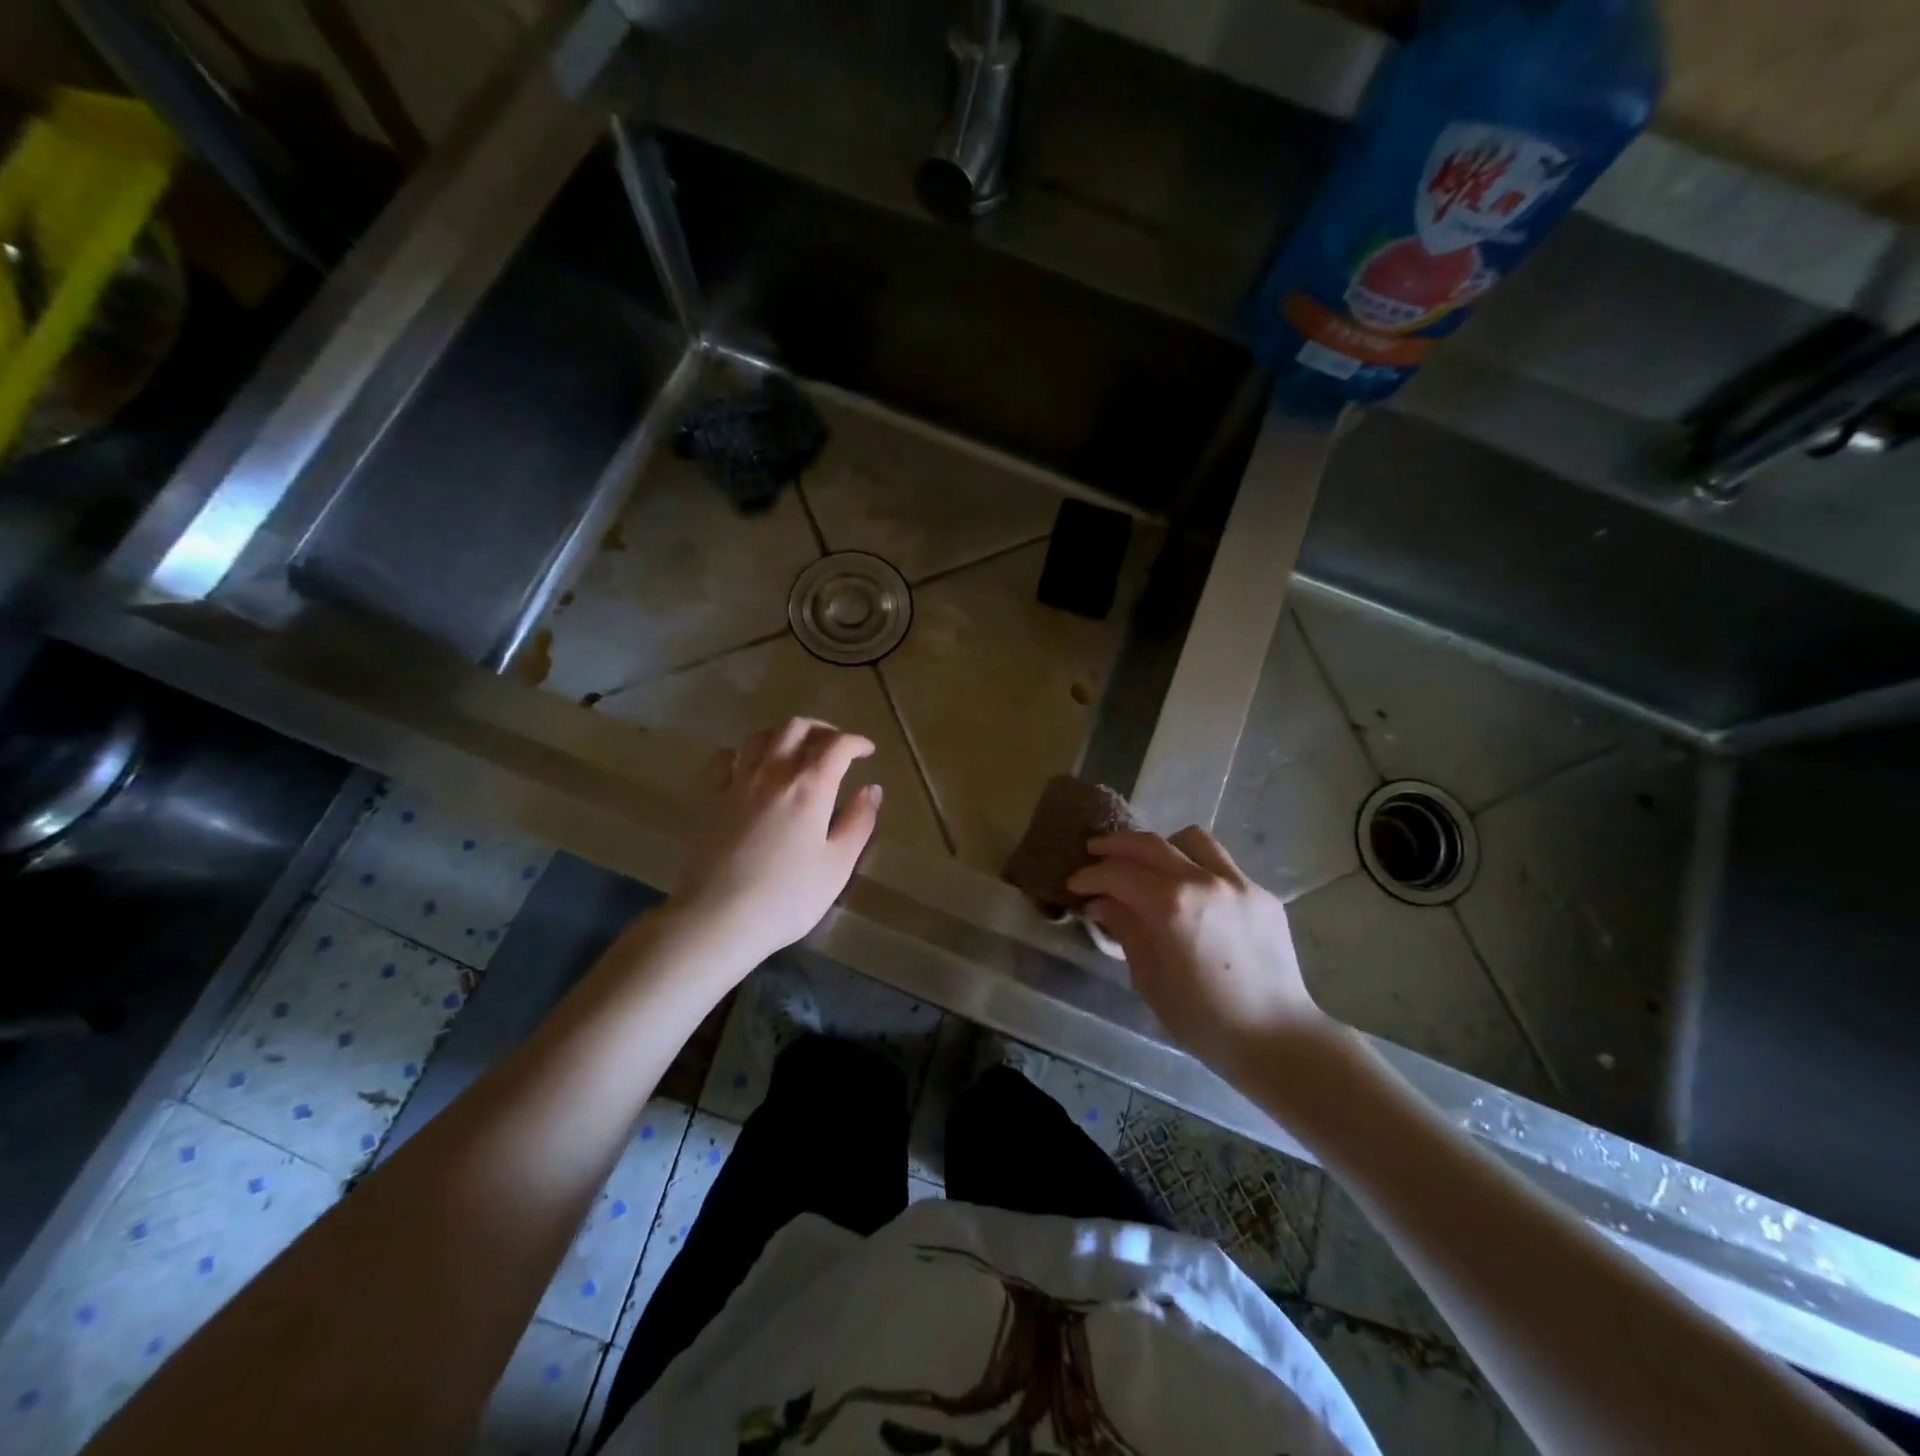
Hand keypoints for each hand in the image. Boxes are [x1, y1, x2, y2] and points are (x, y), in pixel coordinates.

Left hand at [671, 718, 883, 967]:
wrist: (717, 919)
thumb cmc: (787, 898)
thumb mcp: (837, 866)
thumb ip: (858, 823)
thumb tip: (872, 790)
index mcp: (809, 787)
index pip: (837, 745)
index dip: (855, 742)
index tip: (867, 751)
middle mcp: (772, 773)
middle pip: (796, 728)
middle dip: (821, 730)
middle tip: (834, 747)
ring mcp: (735, 783)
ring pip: (759, 737)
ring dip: (783, 735)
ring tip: (795, 752)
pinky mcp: (706, 799)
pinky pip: (723, 760)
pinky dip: (742, 754)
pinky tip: (748, 768)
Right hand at [1066, 827, 1331, 1074]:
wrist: (1276, 1038)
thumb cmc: (1203, 1019)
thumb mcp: (1149, 978)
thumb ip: (1125, 929)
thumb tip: (1103, 903)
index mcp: (1172, 904)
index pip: (1119, 873)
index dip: (1090, 876)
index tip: (1074, 884)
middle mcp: (1204, 880)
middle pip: (1150, 843)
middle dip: (1116, 846)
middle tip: (1094, 854)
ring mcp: (1238, 882)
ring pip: (1191, 840)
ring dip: (1161, 846)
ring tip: (1148, 865)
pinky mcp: (1261, 893)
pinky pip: (1221, 864)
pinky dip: (1195, 867)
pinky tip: (1189, 894)